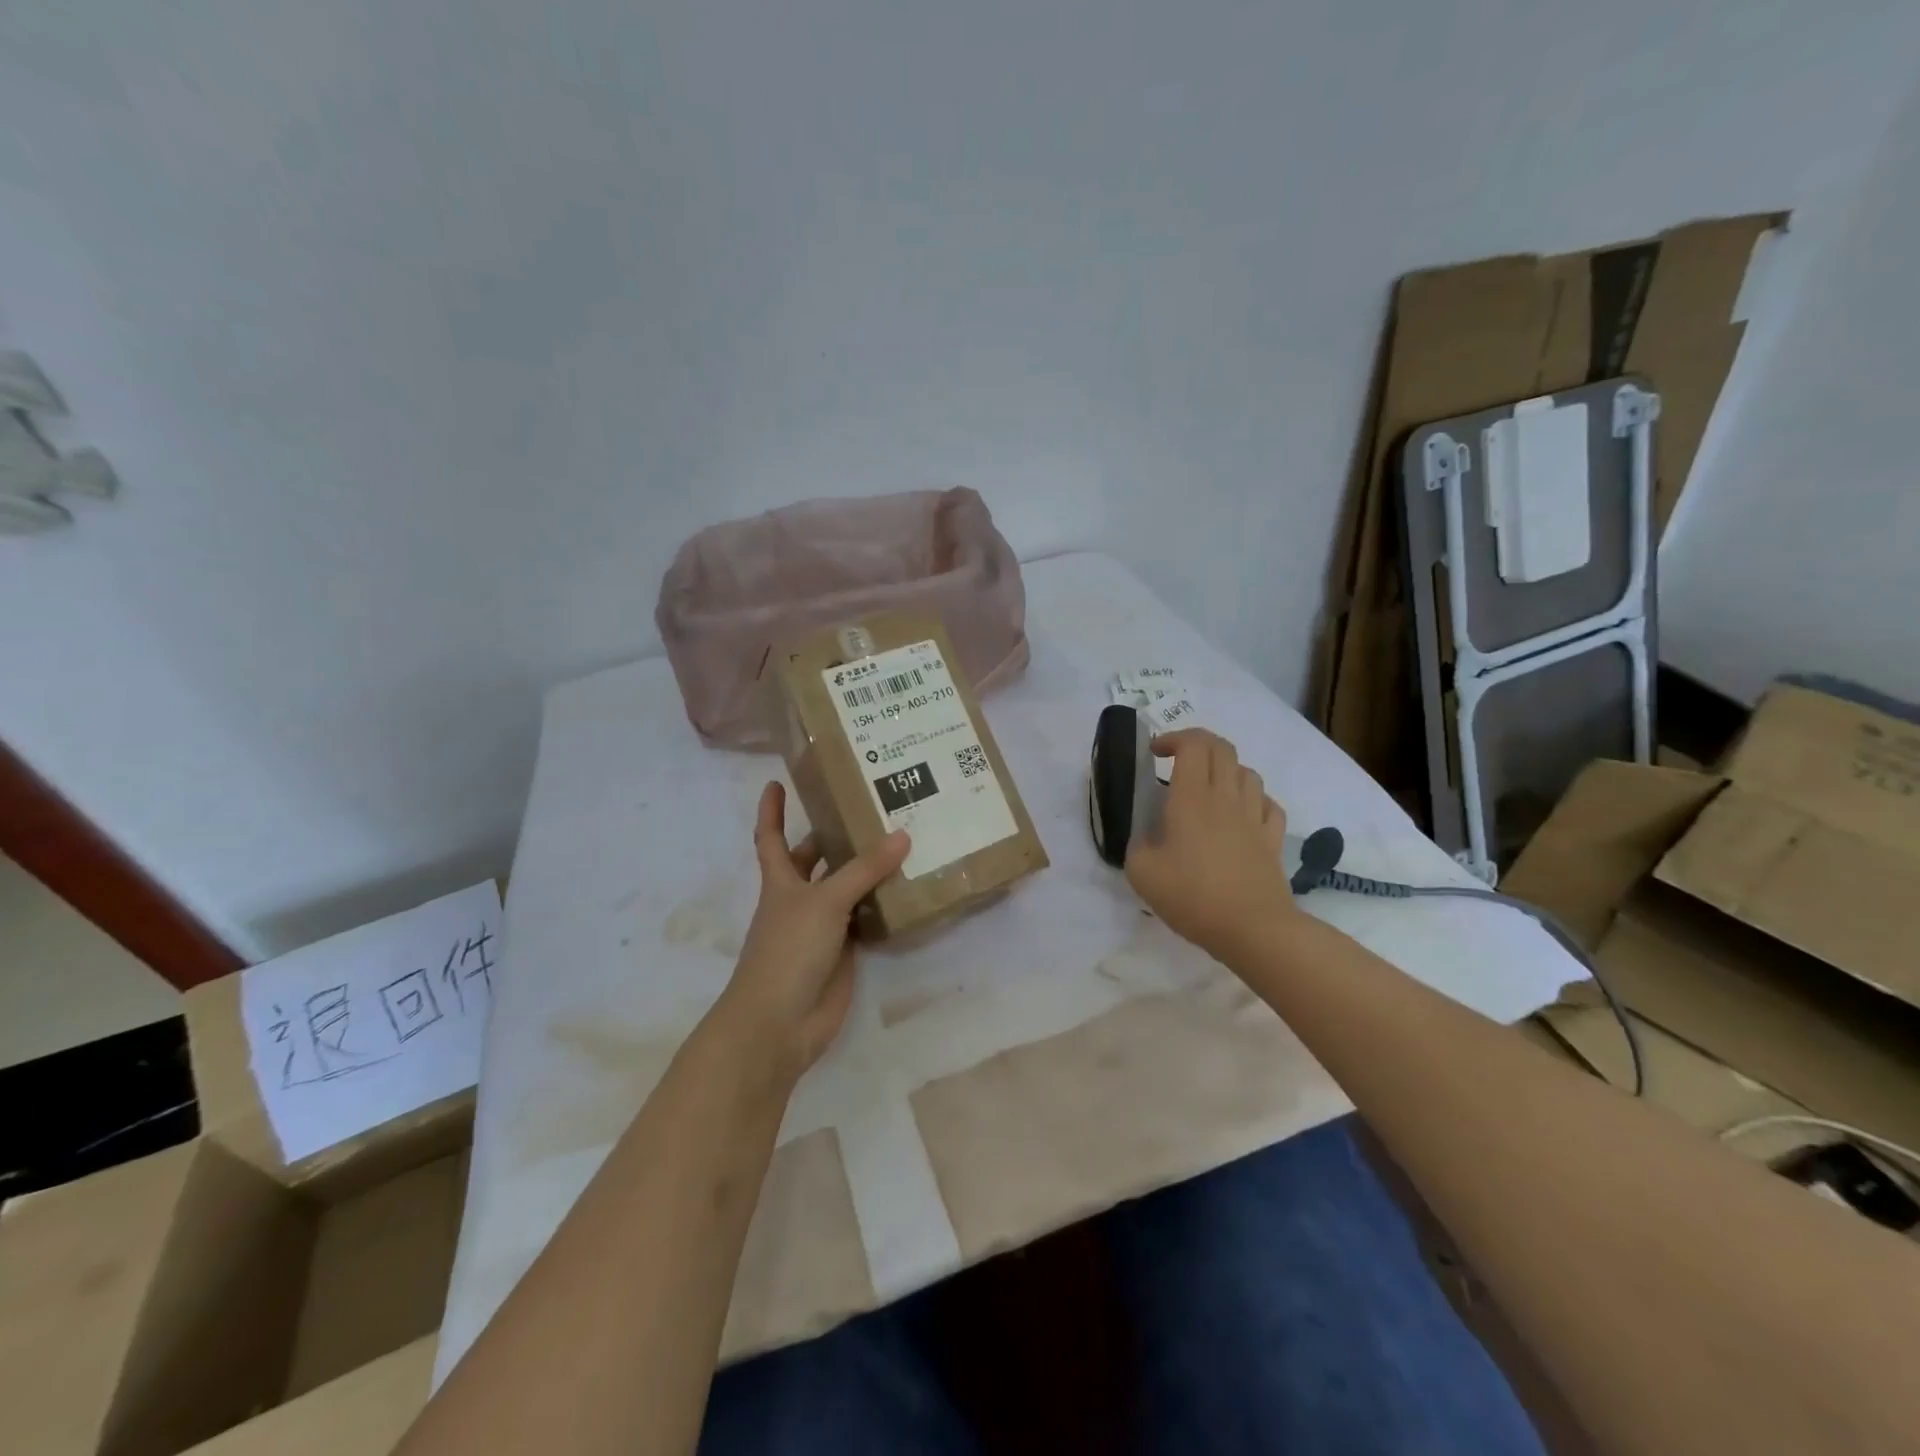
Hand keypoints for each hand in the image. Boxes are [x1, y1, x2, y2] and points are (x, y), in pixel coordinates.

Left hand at [715, 782, 909, 1080]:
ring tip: (902, 839)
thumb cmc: (788, 950)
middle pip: (814, 860)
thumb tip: (902, 835)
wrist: (780, 1023)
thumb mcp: (825, 901)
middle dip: (833, 836)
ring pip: (845, 889)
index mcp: (782, 881)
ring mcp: (822, 927)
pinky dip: (882, 906)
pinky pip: (865, 920)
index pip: (771, 837)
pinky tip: (909, 889)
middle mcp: (800, 900)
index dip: (771, 811)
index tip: (776, 782)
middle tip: (868, 807)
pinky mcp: (843, 952)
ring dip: (866, 870)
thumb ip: (864, 870)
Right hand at [1124, 728, 1296, 965]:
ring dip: (1225, 770)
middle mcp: (1226, 797)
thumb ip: (1136, 845)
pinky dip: (1253, 800)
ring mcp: (1254, 817)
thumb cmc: (1192, 896)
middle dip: (1198, 745)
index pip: (1193, 744)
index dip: (1173, 739)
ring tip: (1208, 788)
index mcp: (1192, 798)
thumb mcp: (1142, 873)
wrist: (1253, 929)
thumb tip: (1144, 837)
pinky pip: (1268, 804)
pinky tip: (1241, 814)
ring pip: (1247, 772)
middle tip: (1177, 762)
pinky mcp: (1273, 840)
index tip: (1154, 753)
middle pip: (1222, 748)